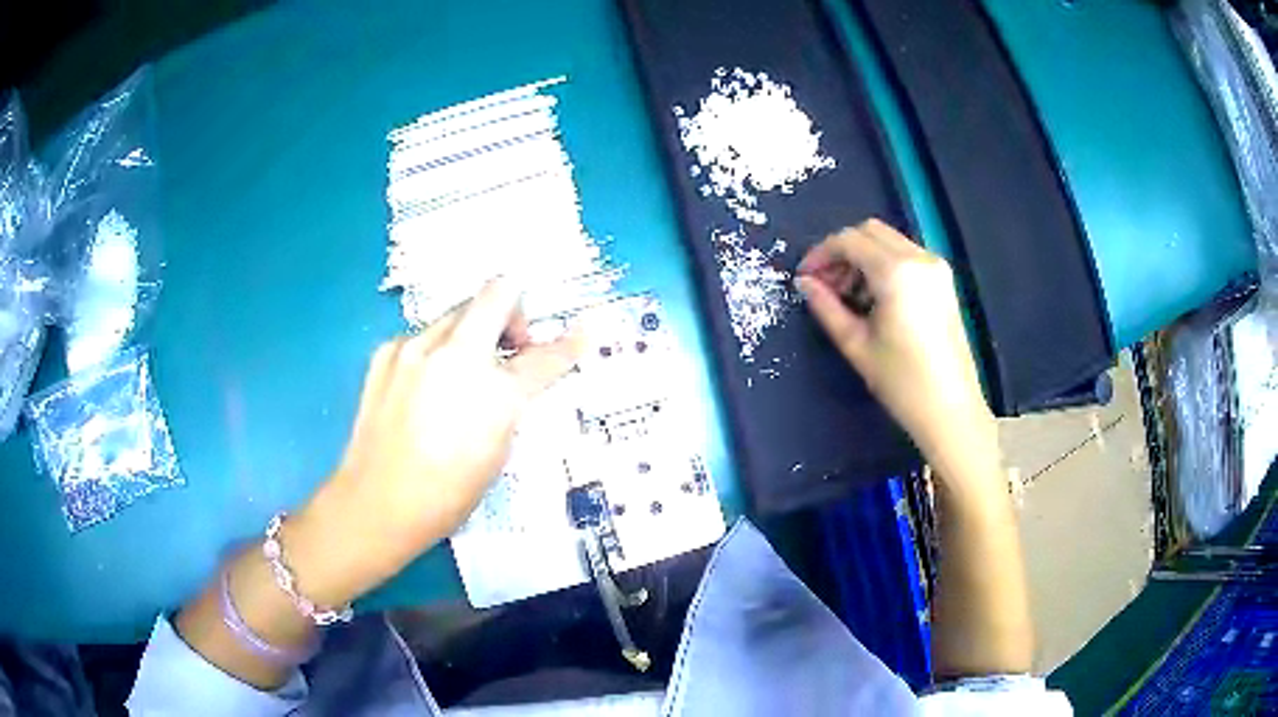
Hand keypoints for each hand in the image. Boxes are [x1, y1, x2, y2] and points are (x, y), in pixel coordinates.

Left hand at [288, 278, 582, 605]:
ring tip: (459, 377)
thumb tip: (514, 380)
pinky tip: (422, 389)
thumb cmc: (446, 495)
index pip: (546, 358)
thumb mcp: (497, 453)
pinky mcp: (386, 351)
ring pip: (457, 313)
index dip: (569, 345)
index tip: (583, 332)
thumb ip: (510, 405)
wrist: (376, 503)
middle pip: (498, 293)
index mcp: (495, 391)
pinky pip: (423, 336)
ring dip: (471, 335)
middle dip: (514, 312)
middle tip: (511, 346)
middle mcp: (457, 354)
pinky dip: (434, 352)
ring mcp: (416, 347)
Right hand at [795, 219, 993, 466]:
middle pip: (870, 232)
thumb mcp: (856, 344)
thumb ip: (826, 307)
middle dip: (842, 251)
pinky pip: (906, 256)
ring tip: (848, 296)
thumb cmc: (901, 382)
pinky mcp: (944, 281)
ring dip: (863, 257)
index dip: (821, 254)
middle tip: (825, 285)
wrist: (950, 410)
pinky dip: (884, 265)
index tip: (805, 278)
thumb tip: (805, 283)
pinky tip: (874, 299)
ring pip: (889, 241)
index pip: (849, 240)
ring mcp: (936, 267)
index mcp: (896, 271)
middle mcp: (919, 258)